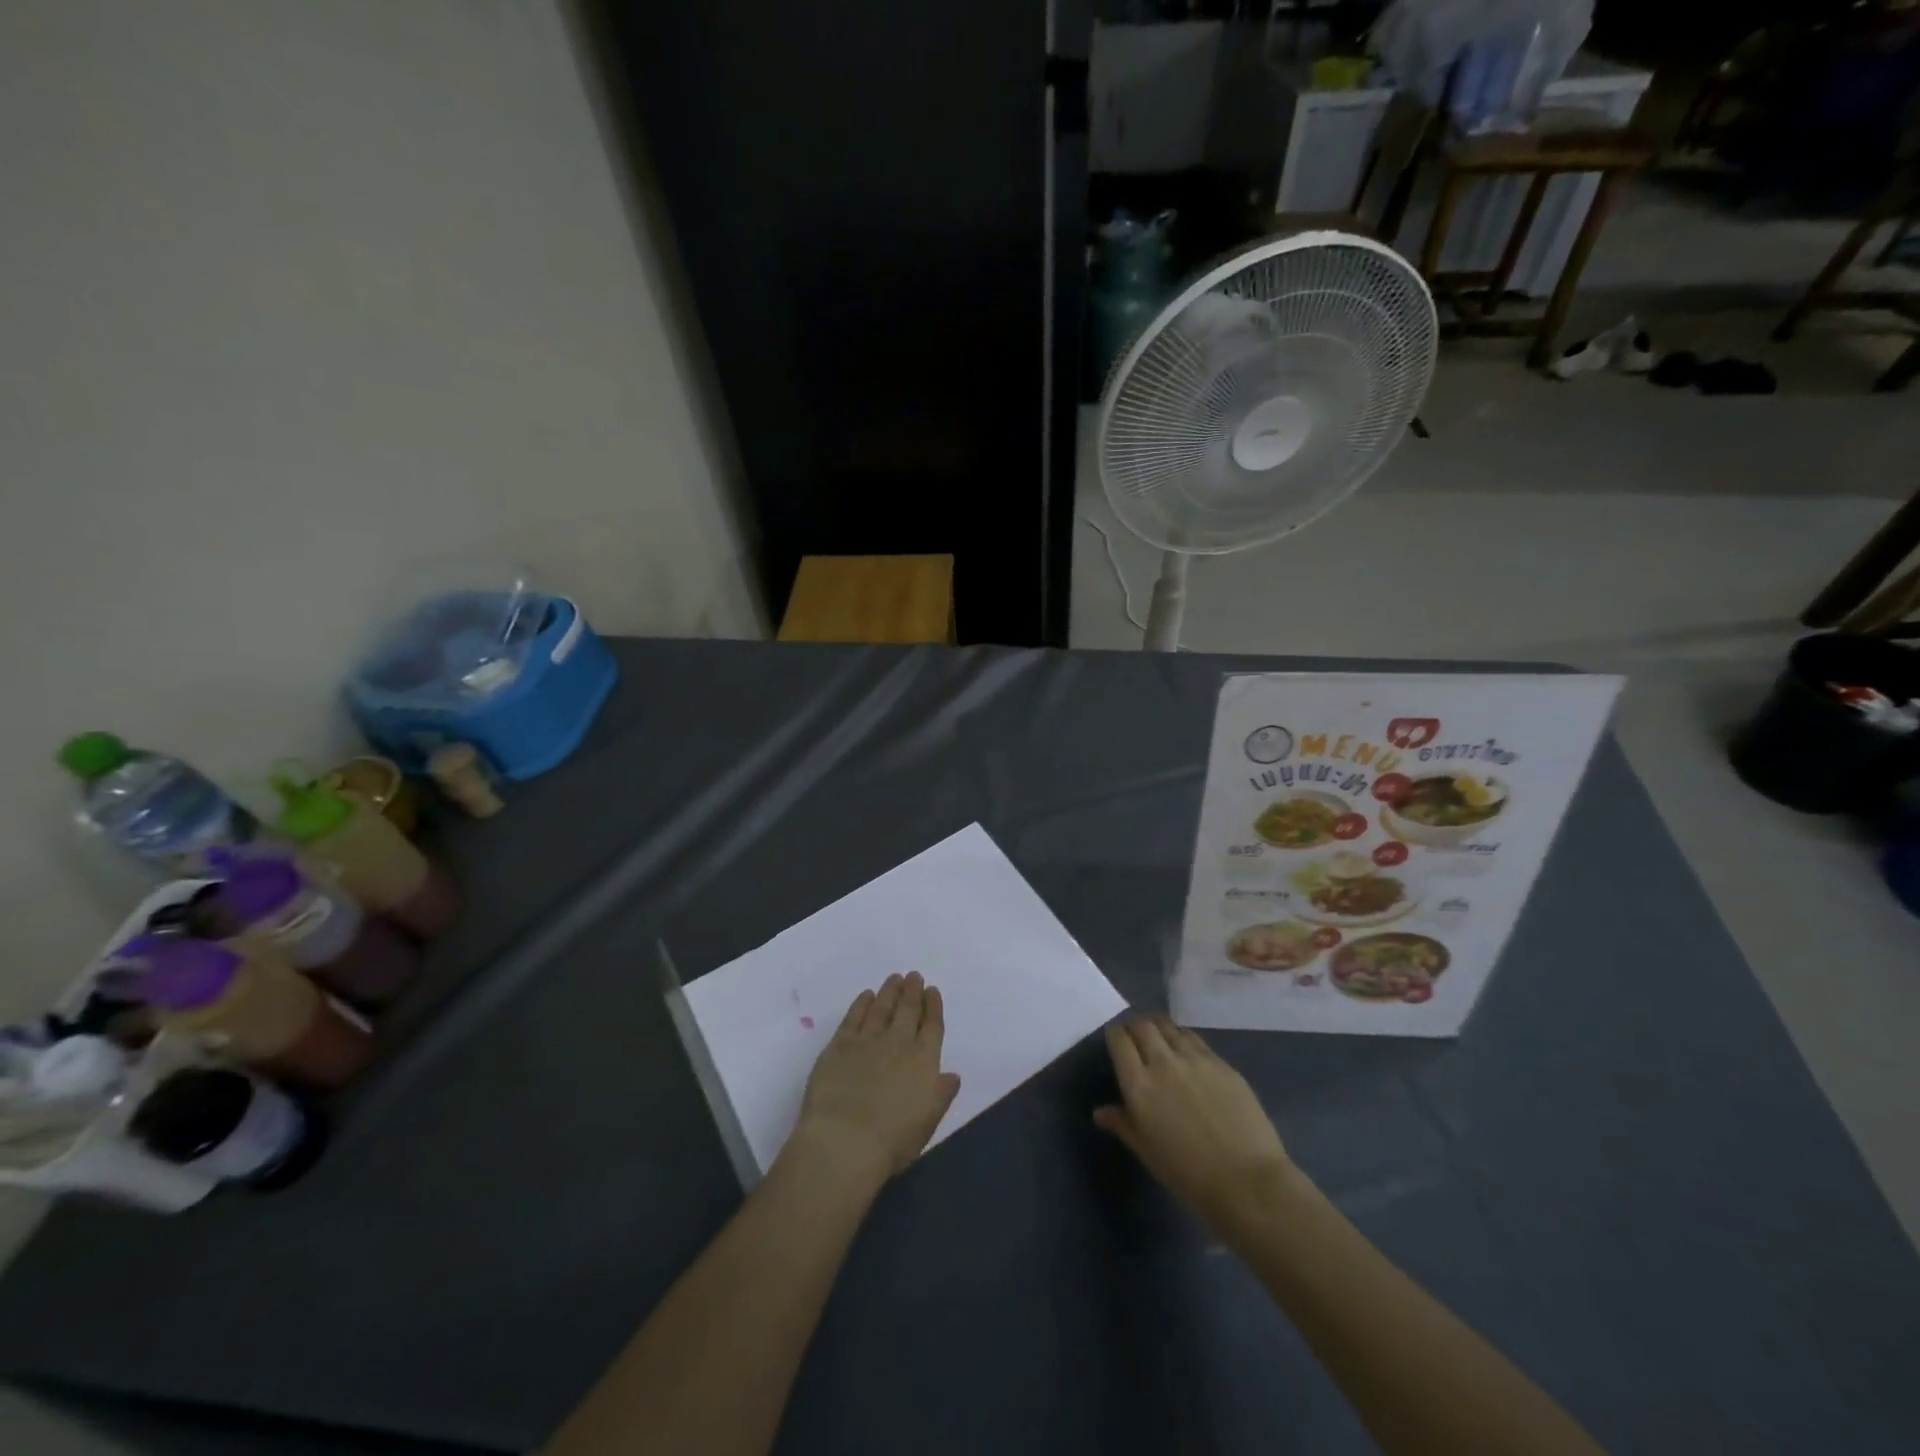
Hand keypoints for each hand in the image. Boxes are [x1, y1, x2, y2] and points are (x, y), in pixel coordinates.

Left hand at [794, 972, 961, 1181]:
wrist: (844, 1142)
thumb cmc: (892, 1141)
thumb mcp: (928, 1122)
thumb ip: (941, 1094)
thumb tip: (952, 1074)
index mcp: (924, 1060)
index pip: (932, 1025)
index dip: (933, 1006)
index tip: (932, 990)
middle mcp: (898, 1042)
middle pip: (908, 1009)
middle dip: (912, 991)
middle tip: (913, 976)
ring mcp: (868, 1039)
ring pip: (882, 1006)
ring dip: (890, 991)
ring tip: (894, 979)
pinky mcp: (840, 1044)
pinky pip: (854, 1016)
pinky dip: (862, 1003)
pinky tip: (866, 996)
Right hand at [1095, 1015, 1298, 1232]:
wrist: (1247, 1183)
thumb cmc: (1188, 1175)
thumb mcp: (1147, 1152)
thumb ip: (1122, 1124)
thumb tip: (1100, 1112)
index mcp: (1139, 1085)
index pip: (1119, 1040)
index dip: (1114, 1036)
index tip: (1115, 1042)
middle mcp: (1163, 1062)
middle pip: (1143, 1026)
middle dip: (1135, 1028)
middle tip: (1136, 1040)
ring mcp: (1195, 1059)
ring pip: (1169, 1027)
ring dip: (1159, 1029)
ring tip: (1161, 1040)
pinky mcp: (1222, 1063)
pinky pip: (1195, 1039)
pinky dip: (1184, 1039)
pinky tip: (1188, 1053)